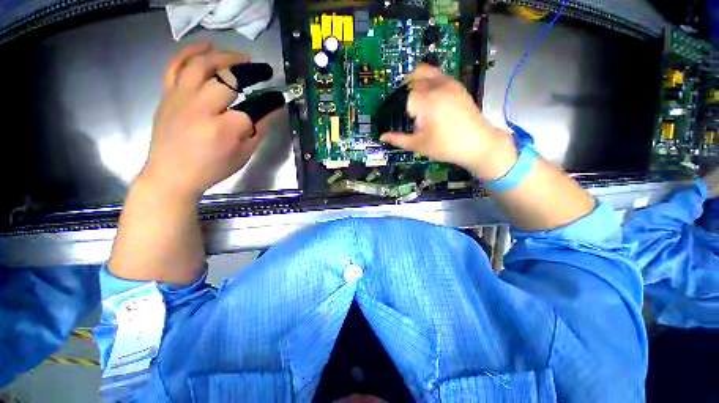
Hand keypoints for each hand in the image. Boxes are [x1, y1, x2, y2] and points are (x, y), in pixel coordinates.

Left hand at [140, 42, 266, 198]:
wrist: (171, 174)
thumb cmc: (211, 169)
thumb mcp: (242, 155)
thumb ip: (259, 131)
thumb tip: (272, 111)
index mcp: (221, 130)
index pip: (250, 112)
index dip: (265, 107)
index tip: (277, 101)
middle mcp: (199, 108)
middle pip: (227, 79)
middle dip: (249, 72)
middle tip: (263, 71)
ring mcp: (180, 98)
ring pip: (201, 64)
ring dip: (224, 56)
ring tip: (241, 55)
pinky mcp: (168, 95)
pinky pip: (175, 65)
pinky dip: (191, 51)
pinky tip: (207, 46)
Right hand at [380, 65, 517, 179]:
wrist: (478, 143)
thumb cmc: (446, 146)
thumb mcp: (418, 145)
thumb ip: (398, 139)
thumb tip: (381, 137)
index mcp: (424, 101)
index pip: (402, 97)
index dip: (394, 106)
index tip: (392, 116)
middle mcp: (435, 87)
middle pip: (411, 80)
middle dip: (402, 92)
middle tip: (398, 107)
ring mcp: (448, 83)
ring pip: (424, 71)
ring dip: (413, 79)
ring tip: (409, 95)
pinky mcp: (456, 85)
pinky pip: (437, 73)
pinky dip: (427, 77)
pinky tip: (425, 91)